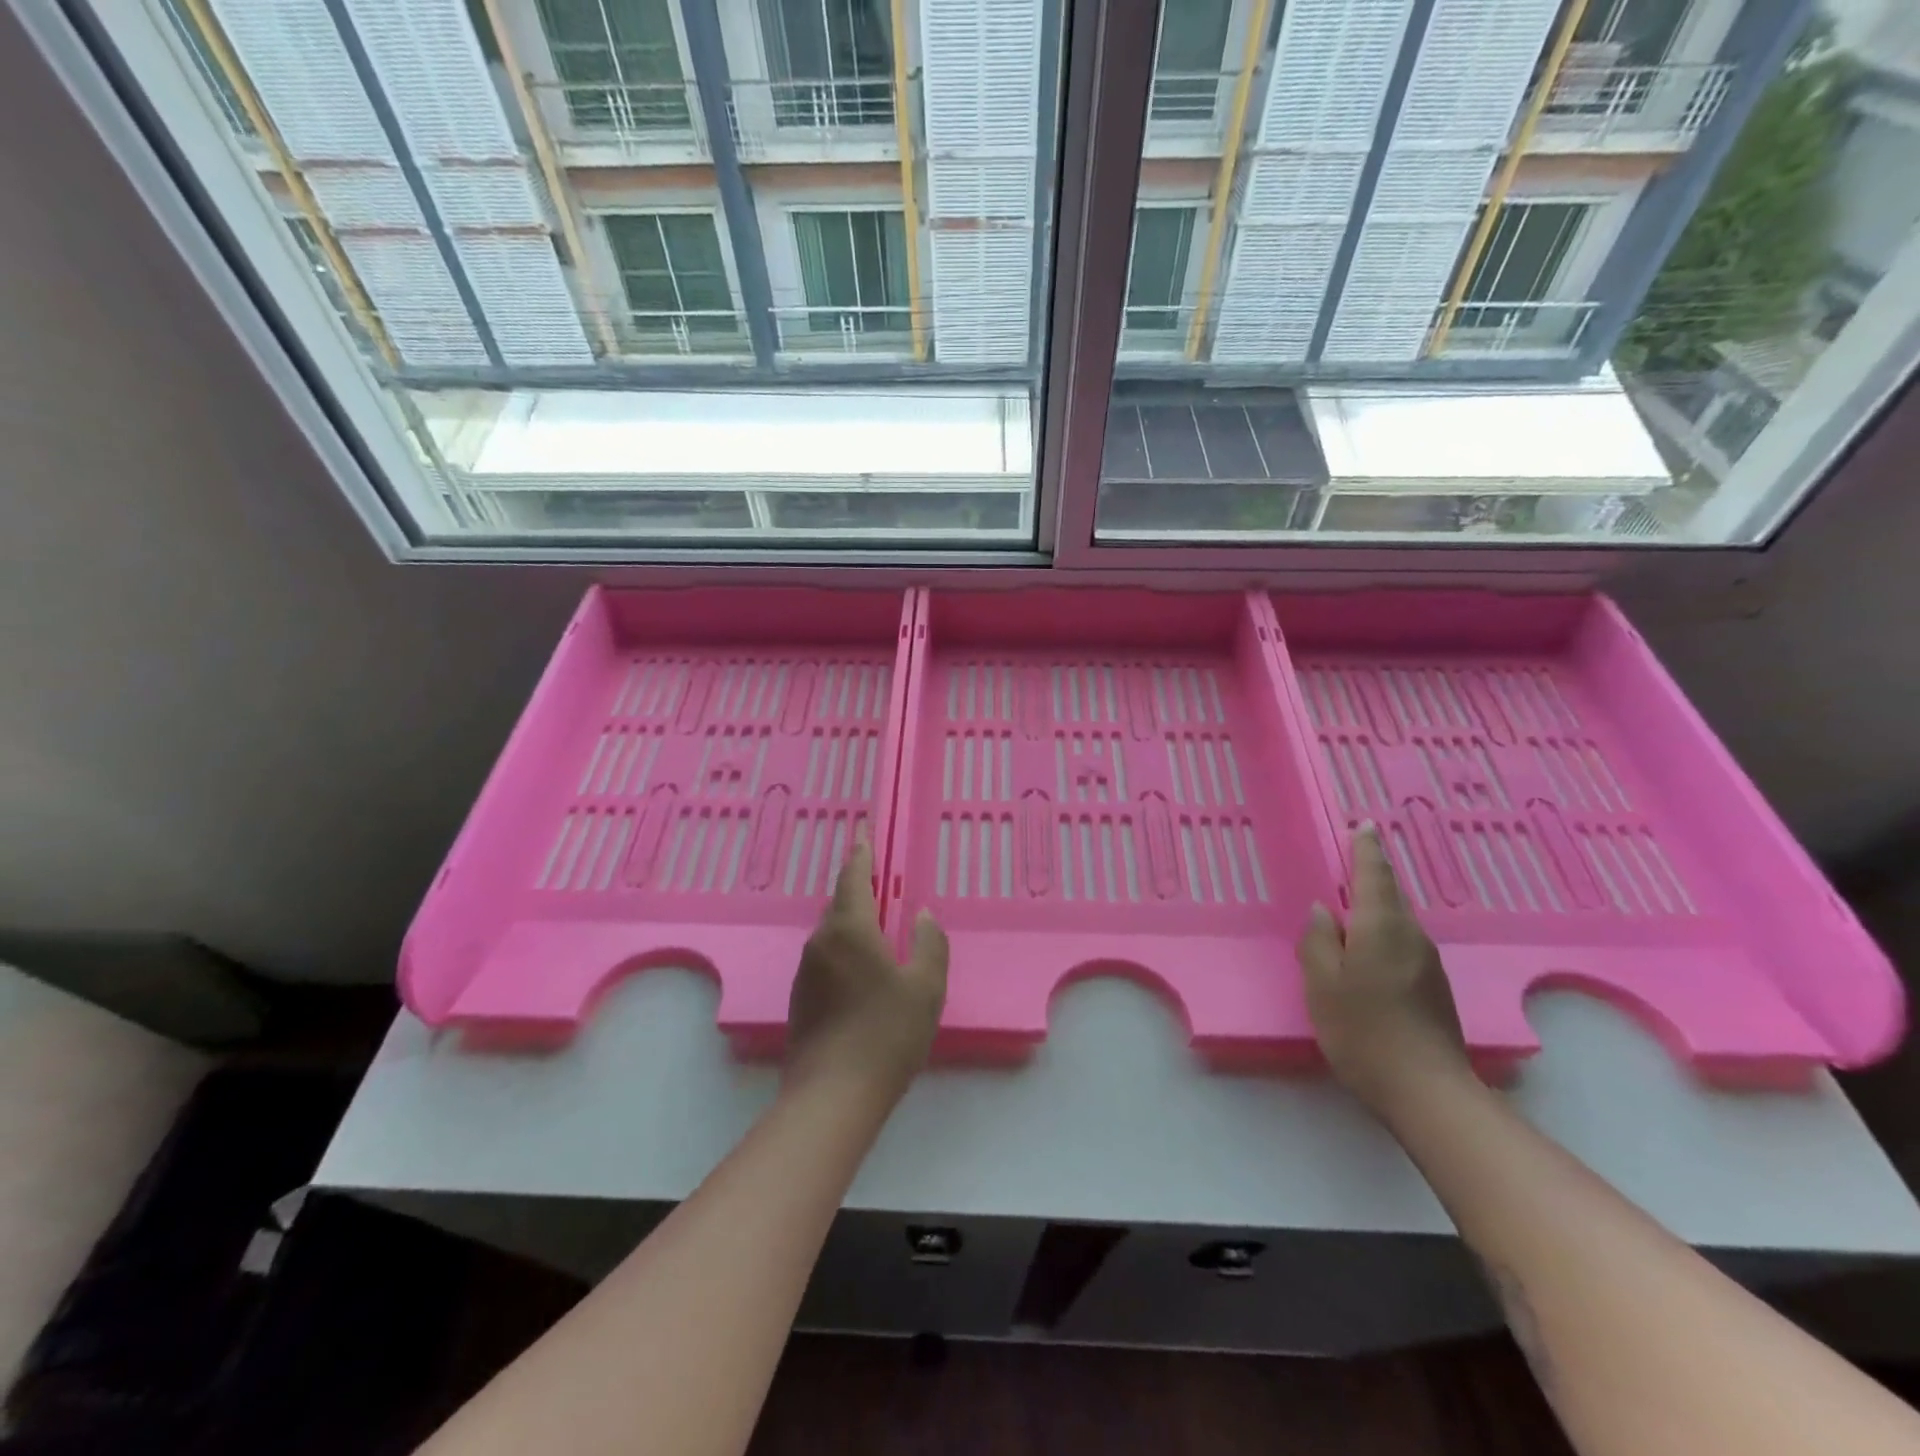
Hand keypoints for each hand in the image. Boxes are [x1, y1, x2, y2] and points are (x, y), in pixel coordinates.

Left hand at [785, 836, 948, 1104]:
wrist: (831, 1096)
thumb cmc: (886, 1034)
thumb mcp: (926, 987)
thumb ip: (930, 944)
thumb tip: (922, 916)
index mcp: (849, 930)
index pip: (853, 879)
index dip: (861, 855)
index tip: (863, 835)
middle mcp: (821, 942)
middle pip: (840, 905)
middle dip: (858, 890)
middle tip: (879, 882)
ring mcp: (806, 972)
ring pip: (831, 934)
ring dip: (852, 924)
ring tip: (877, 929)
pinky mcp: (800, 999)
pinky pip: (826, 959)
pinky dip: (844, 951)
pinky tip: (862, 972)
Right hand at [1299, 823, 1471, 1115]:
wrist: (1426, 1090)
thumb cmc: (1362, 1028)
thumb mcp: (1322, 982)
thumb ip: (1318, 940)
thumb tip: (1323, 911)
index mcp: (1381, 926)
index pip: (1374, 874)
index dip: (1366, 849)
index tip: (1364, 825)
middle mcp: (1411, 936)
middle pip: (1389, 895)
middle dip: (1370, 875)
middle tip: (1349, 861)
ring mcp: (1427, 963)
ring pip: (1396, 922)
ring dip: (1375, 907)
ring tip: (1349, 907)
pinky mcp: (1433, 988)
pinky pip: (1402, 944)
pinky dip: (1382, 934)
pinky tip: (1366, 951)